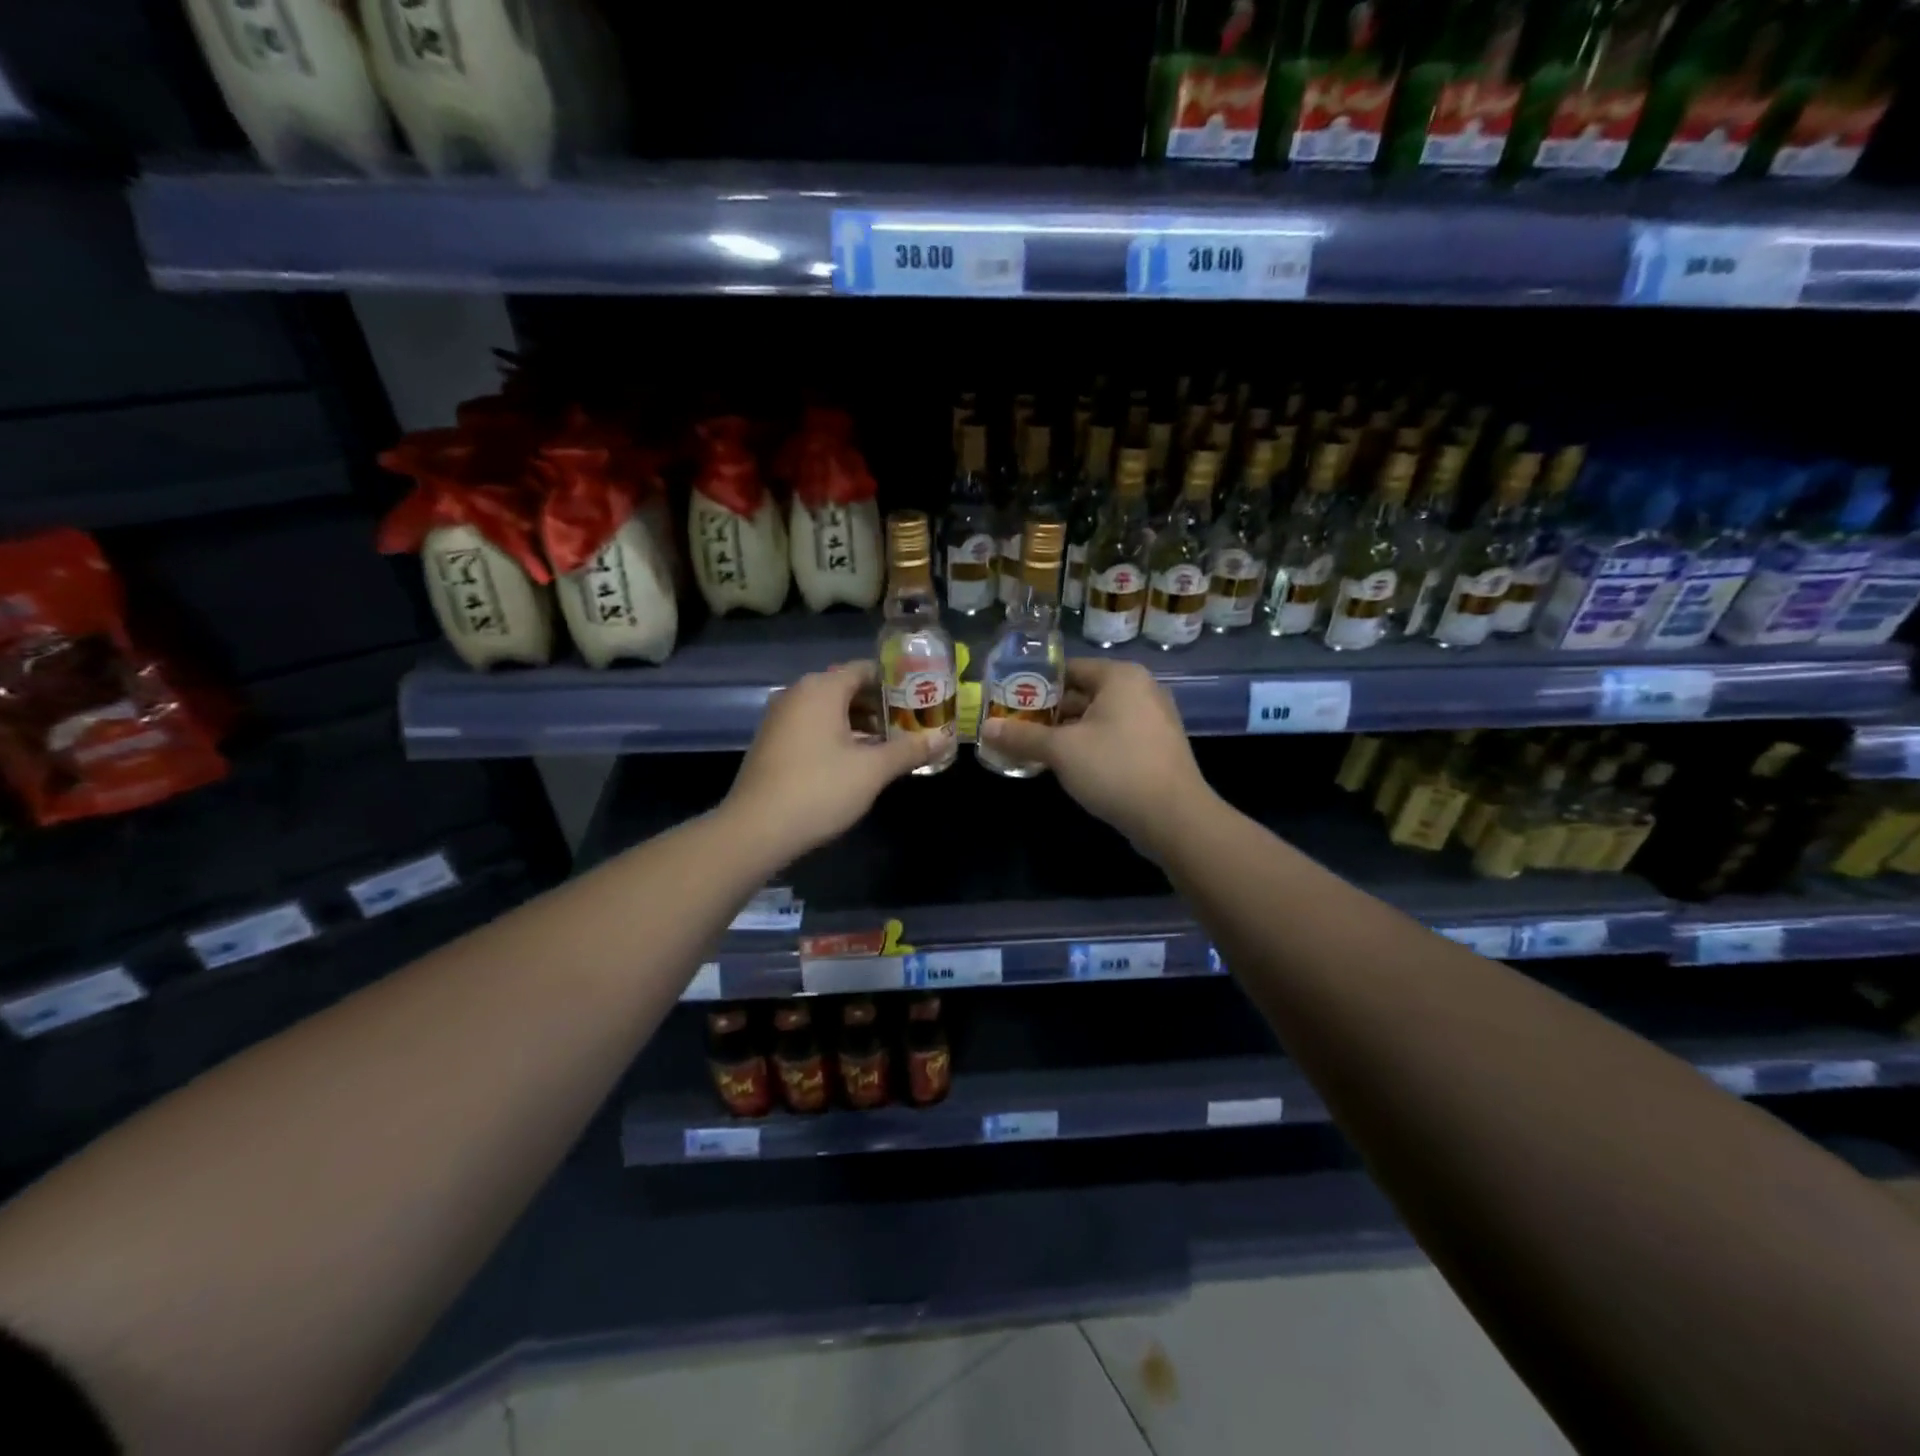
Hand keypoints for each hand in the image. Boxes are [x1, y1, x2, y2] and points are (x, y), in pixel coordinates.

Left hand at [723, 660, 934, 862]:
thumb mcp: (872, 770)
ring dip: (861, 725)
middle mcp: (798, 694)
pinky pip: (813, 728)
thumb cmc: (819, 789)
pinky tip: (858, 762)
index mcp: (822, 689)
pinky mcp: (773, 743)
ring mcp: (781, 718)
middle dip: (882, 707)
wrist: (756, 829)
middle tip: (912, 726)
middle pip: (848, 689)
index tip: (922, 701)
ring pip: (830, 711)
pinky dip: (838, 737)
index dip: (898, 684)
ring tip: (892, 746)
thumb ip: (909, 750)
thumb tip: (943, 740)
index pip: (866, 670)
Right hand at [980, 660, 1216, 852]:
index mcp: (1120, 677)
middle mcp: (1141, 690)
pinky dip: (1090, 746)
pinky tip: (1067, 767)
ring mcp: (1153, 720)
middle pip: (1083, 693)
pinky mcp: (1156, 748)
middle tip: (1015, 727)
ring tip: (1033, 748)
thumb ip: (1022, 736)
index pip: (1068, 669)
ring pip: (1098, 719)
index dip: (1035, 684)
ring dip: (1067, 733)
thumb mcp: (1061, 751)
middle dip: (1049, 712)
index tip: (1008, 701)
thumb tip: (985, 728)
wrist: (1174, 817)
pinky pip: (1114, 737)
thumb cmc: (1115, 769)